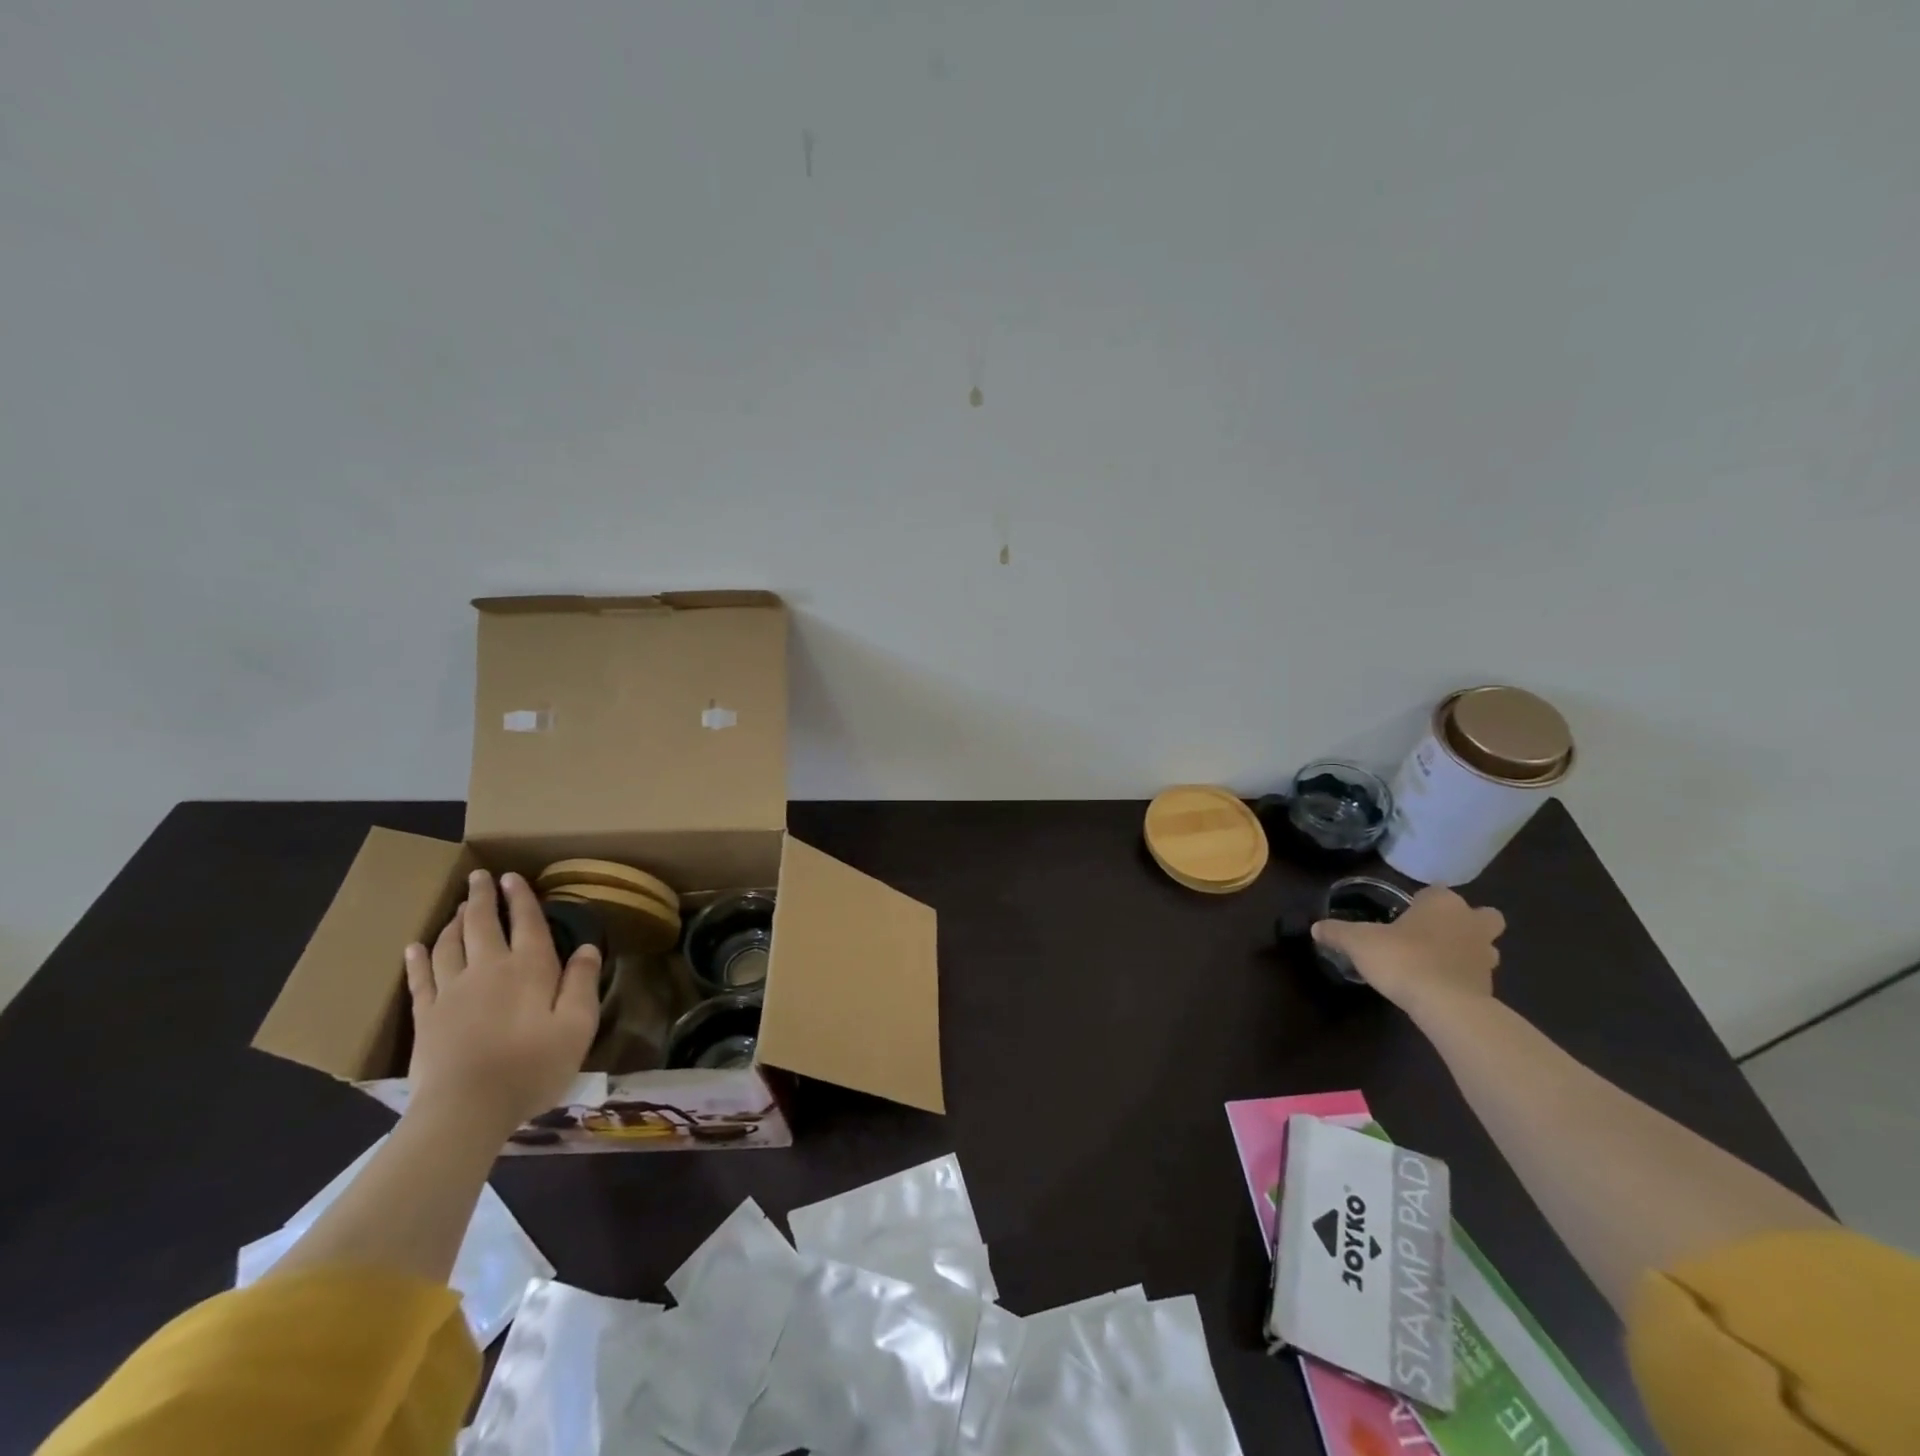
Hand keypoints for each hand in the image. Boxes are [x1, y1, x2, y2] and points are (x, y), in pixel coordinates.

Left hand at [403, 870, 600, 1135]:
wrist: (466, 1109)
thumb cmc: (532, 1066)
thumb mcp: (578, 1025)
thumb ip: (583, 982)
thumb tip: (587, 947)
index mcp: (529, 967)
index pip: (526, 922)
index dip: (521, 897)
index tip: (513, 877)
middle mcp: (488, 968)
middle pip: (481, 923)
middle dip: (482, 897)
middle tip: (479, 877)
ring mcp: (452, 991)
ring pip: (449, 944)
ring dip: (453, 921)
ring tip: (457, 907)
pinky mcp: (426, 1016)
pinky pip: (420, 978)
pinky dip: (418, 958)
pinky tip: (415, 947)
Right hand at [1311, 885, 1504, 1016]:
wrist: (1447, 1006)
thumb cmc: (1404, 959)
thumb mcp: (1359, 942)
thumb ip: (1338, 932)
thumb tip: (1316, 927)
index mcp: (1442, 903)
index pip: (1435, 891)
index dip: (1421, 901)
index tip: (1403, 915)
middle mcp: (1470, 922)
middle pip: (1481, 915)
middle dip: (1464, 921)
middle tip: (1434, 933)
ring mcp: (1486, 955)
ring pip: (1484, 944)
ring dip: (1468, 949)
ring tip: (1437, 961)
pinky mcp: (1490, 986)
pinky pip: (1477, 973)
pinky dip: (1464, 976)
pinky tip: (1439, 985)